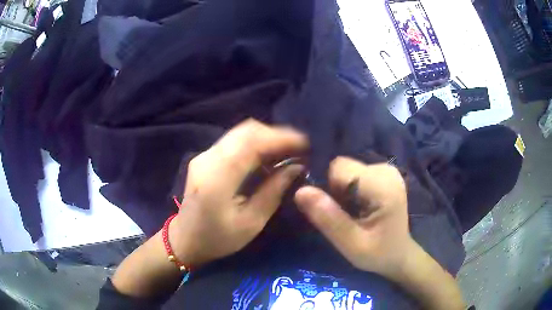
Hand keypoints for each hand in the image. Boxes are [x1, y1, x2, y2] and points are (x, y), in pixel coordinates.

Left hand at [170, 119, 307, 266]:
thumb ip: (274, 191)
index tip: (305, 143)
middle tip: (298, 147)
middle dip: (276, 134)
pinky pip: (234, 141)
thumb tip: (296, 167)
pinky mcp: (205, 157)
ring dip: (266, 137)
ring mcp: (204, 155)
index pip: (251, 143)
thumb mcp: (251, 222)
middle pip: (246, 131)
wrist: (185, 239)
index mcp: (217, 178)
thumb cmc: (218, 238)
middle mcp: (208, 159)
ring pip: (240, 132)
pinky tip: (267, 156)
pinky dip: (255, 143)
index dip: (281, 138)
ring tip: (287, 150)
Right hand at [294, 157, 413, 279]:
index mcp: (383, 185)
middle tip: (344, 216)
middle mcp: (386, 169)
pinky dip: (349, 188)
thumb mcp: (351, 245)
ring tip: (352, 213)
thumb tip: (300, 191)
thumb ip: (328, 218)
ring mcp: (386, 169)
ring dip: (341, 190)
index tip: (335, 212)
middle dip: (335, 189)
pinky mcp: (383, 173)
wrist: (399, 254)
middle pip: (342, 167)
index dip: (328, 189)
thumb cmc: (378, 254)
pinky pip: (354, 173)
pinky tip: (358, 206)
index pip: (339, 169)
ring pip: (346, 169)